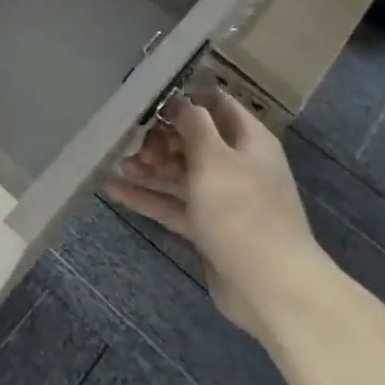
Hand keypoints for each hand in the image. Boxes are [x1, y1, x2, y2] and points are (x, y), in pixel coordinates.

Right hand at [106, 92, 325, 343]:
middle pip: (193, 140)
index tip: (150, 98)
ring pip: (180, 173)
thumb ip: (193, 124)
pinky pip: (173, 205)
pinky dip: (147, 197)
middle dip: (161, 137)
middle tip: (135, 144)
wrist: (270, 287)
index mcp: (248, 140)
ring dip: (150, 167)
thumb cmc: (242, 211)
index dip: (186, 97)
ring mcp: (222, 199)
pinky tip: (114, 189)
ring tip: (120, 165)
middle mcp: (237, 165)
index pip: (217, 104)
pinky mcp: (208, 228)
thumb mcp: (214, 157)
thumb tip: (180, 101)